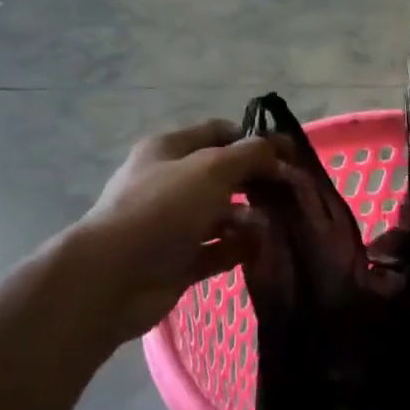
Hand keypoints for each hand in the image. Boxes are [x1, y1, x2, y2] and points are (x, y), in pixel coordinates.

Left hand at [75, 120, 279, 341]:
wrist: (114, 277)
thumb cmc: (163, 209)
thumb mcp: (211, 169)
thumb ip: (249, 155)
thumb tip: (276, 148)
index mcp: (169, 150)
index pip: (219, 133)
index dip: (255, 140)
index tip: (290, 155)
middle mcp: (171, 182)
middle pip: (224, 175)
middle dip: (258, 181)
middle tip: (294, 193)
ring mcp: (174, 224)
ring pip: (223, 215)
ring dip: (252, 219)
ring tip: (278, 226)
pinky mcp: (180, 260)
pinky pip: (219, 249)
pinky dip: (240, 248)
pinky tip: (263, 250)